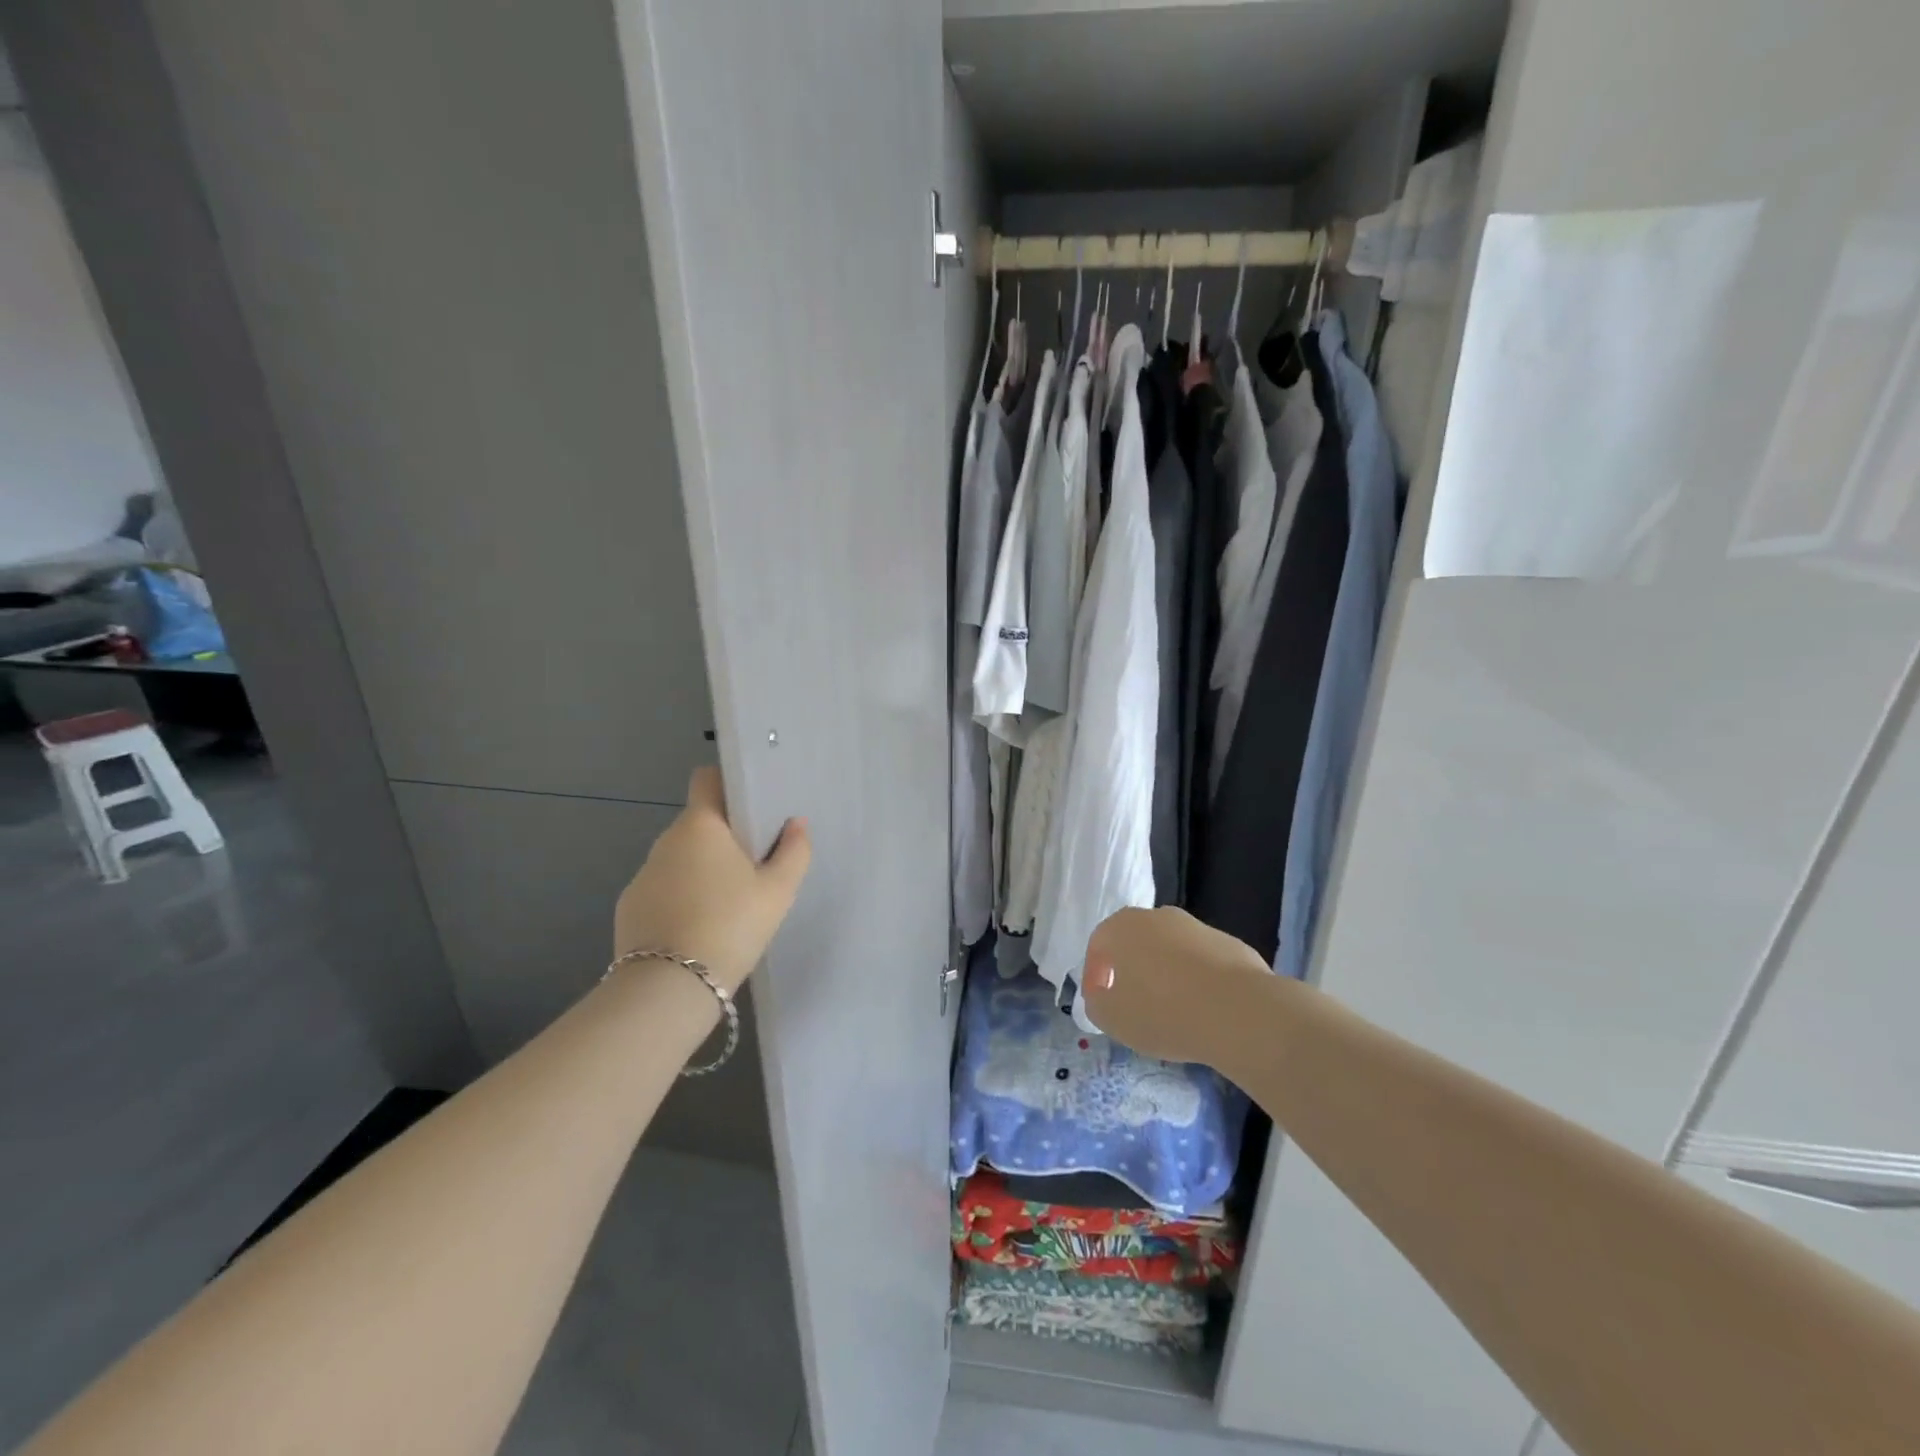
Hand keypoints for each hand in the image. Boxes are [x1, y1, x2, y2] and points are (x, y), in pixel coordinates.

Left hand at [614, 766, 810, 993]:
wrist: (669, 988)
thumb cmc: (730, 925)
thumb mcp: (777, 892)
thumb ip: (794, 852)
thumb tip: (796, 824)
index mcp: (700, 825)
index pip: (706, 779)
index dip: (728, 783)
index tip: (751, 804)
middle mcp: (666, 841)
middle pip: (699, 823)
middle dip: (724, 836)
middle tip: (754, 864)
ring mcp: (643, 875)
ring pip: (681, 858)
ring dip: (702, 869)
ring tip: (729, 903)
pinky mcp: (629, 908)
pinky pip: (663, 889)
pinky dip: (682, 897)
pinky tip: (700, 928)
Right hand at [1081, 906, 1269, 1064]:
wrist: (1239, 1012)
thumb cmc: (1163, 1012)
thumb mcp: (1112, 1018)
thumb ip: (1097, 1003)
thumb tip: (1103, 995)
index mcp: (1123, 927)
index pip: (1099, 943)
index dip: (1094, 974)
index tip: (1100, 1001)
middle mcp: (1158, 917)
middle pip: (1136, 941)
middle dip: (1131, 969)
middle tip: (1133, 1002)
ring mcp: (1197, 927)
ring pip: (1171, 950)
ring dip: (1166, 974)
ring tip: (1171, 1010)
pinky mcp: (1231, 944)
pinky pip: (1202, 962)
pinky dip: (1197, 980)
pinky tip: (1203, 1010)